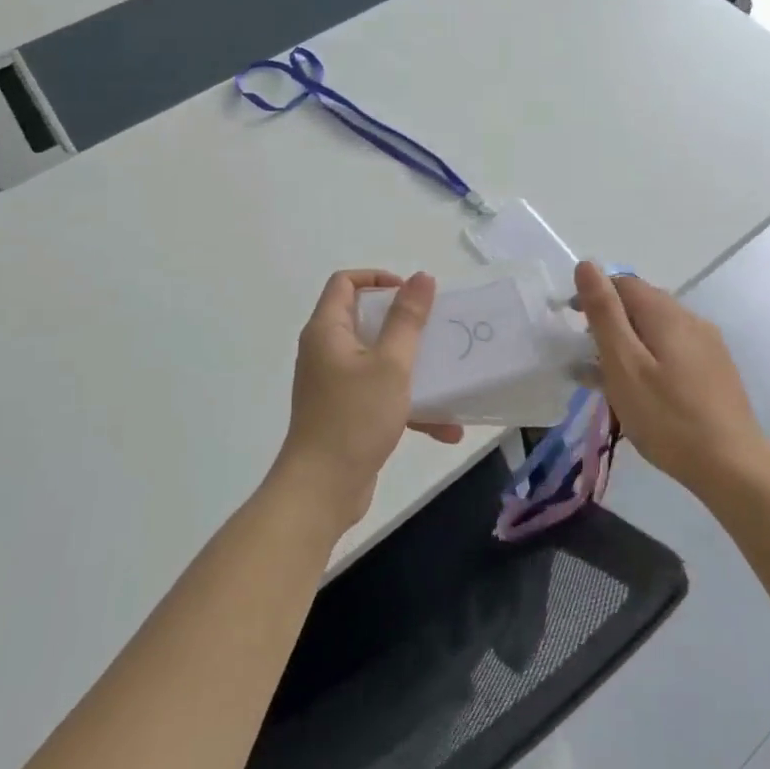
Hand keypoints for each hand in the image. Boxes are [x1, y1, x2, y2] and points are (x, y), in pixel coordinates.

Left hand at [272, 269, 463, 532]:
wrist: (321, 491)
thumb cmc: (354, 418)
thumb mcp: (391, 364)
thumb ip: (407, 319)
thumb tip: (421, 277)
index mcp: (327, 330)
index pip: (345, 282)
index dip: (378, 278)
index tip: (411, 295)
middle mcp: (325, 351)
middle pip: (364, 319)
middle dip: (404, 324)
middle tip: (434, 330)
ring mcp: (333, 383)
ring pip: (377, 359)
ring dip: (412, 368)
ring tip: (448, 377)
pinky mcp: (344, 412)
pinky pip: (378, 393)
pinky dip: (406, 404)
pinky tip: (444, 428)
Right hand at [573, 261, 769, 496]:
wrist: (733, 467)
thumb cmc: (667, 416)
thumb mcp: (623, 364)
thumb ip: (604, 313)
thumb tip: (587, 264)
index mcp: (665, 312)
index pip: (623, 283)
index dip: (594, 296)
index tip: (573, 326)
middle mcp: (690, 319)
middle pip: (642, 304)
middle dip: (611, 321)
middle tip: (588, 357)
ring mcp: (708, 345)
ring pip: (658, 330)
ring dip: (630, 344)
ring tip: (610, 381)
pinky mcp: (716, 370)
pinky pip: (674, 351)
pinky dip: (650, 360)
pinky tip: (643, 393)